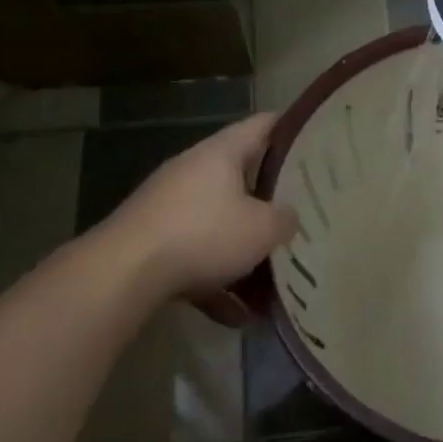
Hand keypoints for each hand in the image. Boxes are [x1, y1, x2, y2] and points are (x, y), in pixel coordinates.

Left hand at [109, 114, 299, 297]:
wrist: (123, 273)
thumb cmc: (203, 234)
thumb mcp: (263, 229)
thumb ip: (285, 219)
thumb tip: (288, 218)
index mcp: (221, 153)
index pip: (264, 125)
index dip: (292, 129)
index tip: (318, 140)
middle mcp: (192, 171)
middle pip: (241, 177)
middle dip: (270, 200)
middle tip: (302, 213)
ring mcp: (168, 207)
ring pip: (218, 224)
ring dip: (244, 252)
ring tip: (273, 282)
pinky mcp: (151, 242)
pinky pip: (195, 257)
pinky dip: (216, 283)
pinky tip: (236, 316)